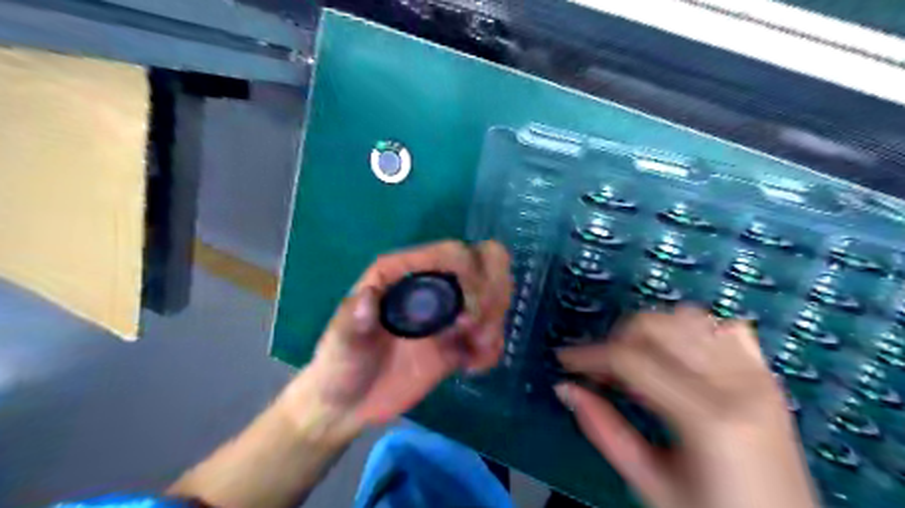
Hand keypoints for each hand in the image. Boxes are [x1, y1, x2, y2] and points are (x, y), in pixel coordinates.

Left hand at [279, 243, 510, 443]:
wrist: (349, 404)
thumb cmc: (340, 365)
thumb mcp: (341, 343)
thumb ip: (354, 320)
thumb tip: (368, 296)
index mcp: (404, 272)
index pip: (453, 253)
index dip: (471, 275)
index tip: (467, 317)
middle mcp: (432, 283)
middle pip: (486, 262)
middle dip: (493, 293)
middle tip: (476, 330)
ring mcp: (449, 310)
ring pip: (496, 293)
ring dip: (495, 322)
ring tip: (474, 353)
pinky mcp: (459, 338)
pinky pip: (493, 330)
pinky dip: (493, 347)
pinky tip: (472, 367)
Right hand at [555, 305, 818, 507]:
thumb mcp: (651, 483)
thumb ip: (604, 430)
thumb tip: (567, 389)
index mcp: (707, 417)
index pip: (630, 358)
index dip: (589, 354)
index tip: (567, 359)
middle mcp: (736, 384)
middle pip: (658, 326)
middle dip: (617, 338)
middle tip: (601, 366)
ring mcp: (757, 375)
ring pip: (688, 317)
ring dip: (652, 331)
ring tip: (636, 359)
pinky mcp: (766, 375)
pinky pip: (725, 327)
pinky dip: (694, 330)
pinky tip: (680, 354)